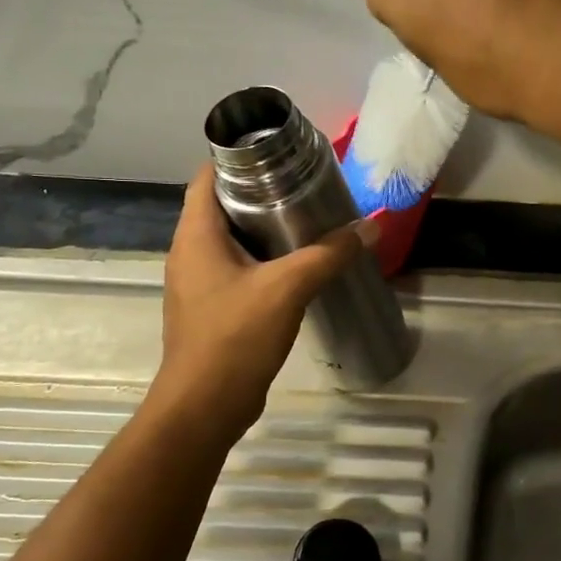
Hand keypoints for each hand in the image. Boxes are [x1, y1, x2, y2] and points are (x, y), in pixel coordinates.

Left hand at [153, 165, 374, 436]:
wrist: (204, 407)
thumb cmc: (235, 336)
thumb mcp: (288, 288)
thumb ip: (329, 254)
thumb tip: (371, 227)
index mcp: (196, 235)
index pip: (207, 176)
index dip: (238, 158)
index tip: (280, 154)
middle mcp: (190, 252)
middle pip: (222, 205)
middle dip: (261, 192)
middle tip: (305, 185)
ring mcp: (198, 283)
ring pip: (231, 240)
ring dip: (264, 229)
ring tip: (307, 219)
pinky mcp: (212, 308)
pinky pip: (237, 268)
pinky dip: (263, 259)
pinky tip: (297, 265)